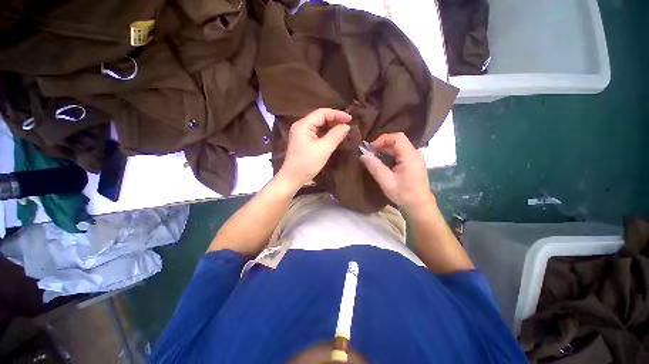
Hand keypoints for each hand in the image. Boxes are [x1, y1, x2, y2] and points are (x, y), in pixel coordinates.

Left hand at [278, 108, 351, 188]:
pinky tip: (335, 136)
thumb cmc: (306, 164)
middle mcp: (301, 126)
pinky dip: (327, 134)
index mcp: (303, 125)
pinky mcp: (304, 141)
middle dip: (335, 120)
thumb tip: (346, 126)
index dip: (337, 114)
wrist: (292, 178)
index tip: (350, 119)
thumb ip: (335, 135)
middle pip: (320, 118)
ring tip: (344, 130)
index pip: (322, 113)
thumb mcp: (323, 149)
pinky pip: (317, 133)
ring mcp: (302, 134)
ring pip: (319, 126)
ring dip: (331, 127)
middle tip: (348, 125)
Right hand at [360, 132, 432, 210]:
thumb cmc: (404, 194)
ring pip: (398, 145)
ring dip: (385, 148)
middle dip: (382, 144)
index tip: (370, 148)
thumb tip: (363, 155)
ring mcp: (415, 156)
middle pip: (397, 140)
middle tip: (369, 153)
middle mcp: (415, 153)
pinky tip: (382, 160)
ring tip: (374, 156)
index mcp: (410, 156)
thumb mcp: (386, 182)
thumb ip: (375, 167)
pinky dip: (390, 153)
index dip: (382, 139)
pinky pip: (400, 151)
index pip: (397, 137)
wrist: (419, 204)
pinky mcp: (413, 160)